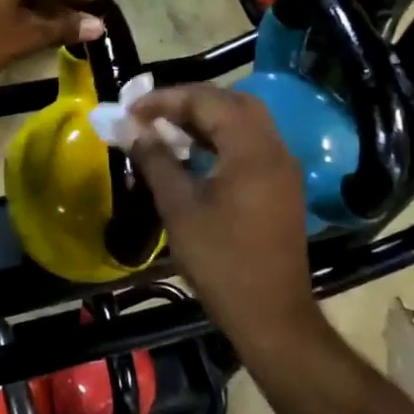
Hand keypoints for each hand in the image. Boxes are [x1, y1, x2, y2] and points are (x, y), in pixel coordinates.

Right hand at [127, 85, 328, 357]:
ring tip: (167, 130)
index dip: (165, 99)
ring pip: (245, 122)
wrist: (270, 314)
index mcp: (251, 149)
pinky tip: (195, 155)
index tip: (130, 109)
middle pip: (232, 102)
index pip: (207, 100)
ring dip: (207, 119)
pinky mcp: (282, 187)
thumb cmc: (221, 261)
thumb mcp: (179, 208)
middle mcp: (274, 148)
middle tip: (152, 114)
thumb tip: (130, 129)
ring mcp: (283, 168)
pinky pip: (252, 144)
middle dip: (189, 102)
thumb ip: (155, 161)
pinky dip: (222, 139)